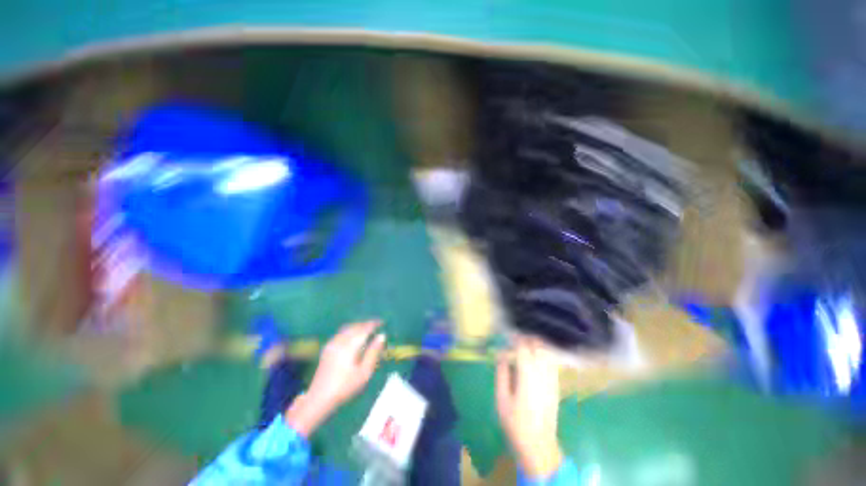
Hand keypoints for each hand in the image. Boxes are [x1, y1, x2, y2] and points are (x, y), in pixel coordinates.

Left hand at [285, 321, 385, 436]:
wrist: (319, 398)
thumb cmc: (345, 387)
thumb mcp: (364, 372)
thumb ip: (373, 352)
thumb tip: (381, 336)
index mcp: (350, 346)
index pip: (364, 329)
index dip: (374, 324)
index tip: (382, 323)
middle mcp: (340, 341)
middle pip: (355, 326)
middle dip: (366, 324)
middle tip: (376, 325)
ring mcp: (332, 344)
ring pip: (347, 328)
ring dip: (358, 326)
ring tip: (366, 329)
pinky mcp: (327, 348)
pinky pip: (341, 332)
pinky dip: (350, 330)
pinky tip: (353, 336)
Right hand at [496, 337, 563, 478]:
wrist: (539, 444)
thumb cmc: (516, 423)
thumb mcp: (502, 399)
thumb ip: (502, 374)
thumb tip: (502, 356)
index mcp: (527, 376)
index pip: (523, 348)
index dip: (515, 339)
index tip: (507, 335)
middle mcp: (542, 374)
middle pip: (538, 346)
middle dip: (527, 338)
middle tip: (515, 338)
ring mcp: (552, 379)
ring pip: (547, 352)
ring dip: (537, 344)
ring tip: (525, 343)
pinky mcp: (556, 385)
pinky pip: (552, 362)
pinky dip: (545, 353)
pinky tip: (537, 355)